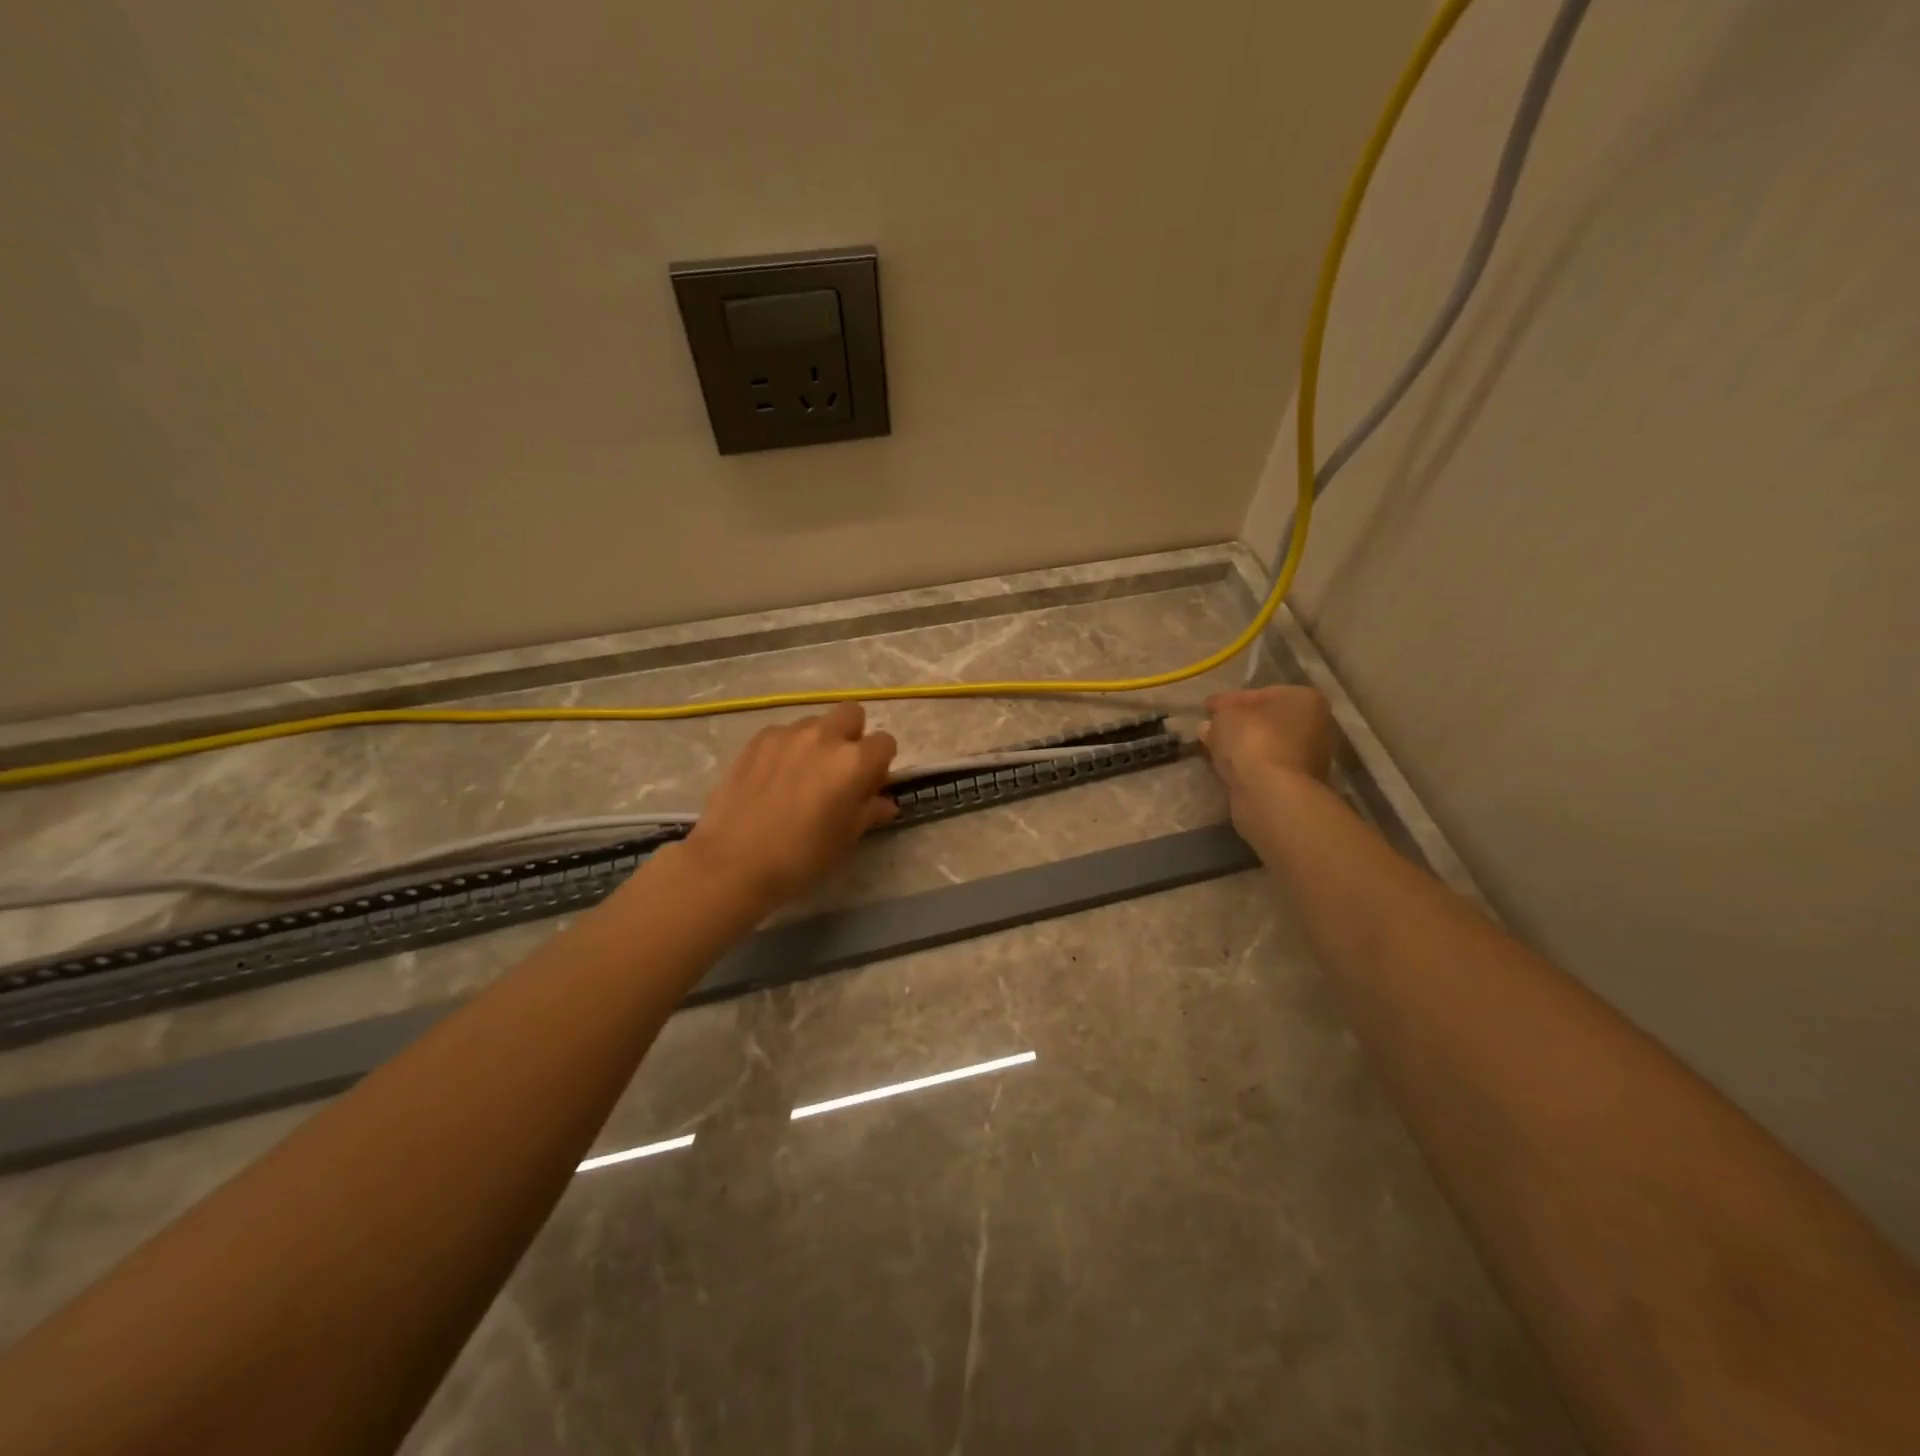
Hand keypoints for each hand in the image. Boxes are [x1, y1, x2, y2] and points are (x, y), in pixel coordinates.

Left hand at [685, 703, 897, 911]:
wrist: (734, 862)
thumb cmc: (802, 856)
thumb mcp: (846, 838)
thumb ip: (869, 811)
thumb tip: (884, 803)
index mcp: (855, 761)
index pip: (885, 743)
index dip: (880, 764)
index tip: (867, 786)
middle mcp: (825, 737)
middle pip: (851, 714)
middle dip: (852, 735)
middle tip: (838, 771)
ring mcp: (788, 734)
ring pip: (815, 724)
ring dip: (818, 742)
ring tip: (801, 776)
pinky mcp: (758, 739)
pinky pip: (783, 734)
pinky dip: (787, 749)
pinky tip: (773, 779)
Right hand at [1198, 686, 1336, 839]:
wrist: (1272, 793)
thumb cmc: (1253, 740)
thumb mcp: (1225, 716)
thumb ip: (1217, 716)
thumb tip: (1209, 726)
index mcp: (1304, 698)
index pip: (1258, 694)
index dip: (1228, 700)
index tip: (1207, 708)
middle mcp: (1315, 724)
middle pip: (1266, 720)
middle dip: (1239, 724)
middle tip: (1211, 728)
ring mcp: (1310, 757)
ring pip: (1266, 745)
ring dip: (1243, 746)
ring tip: (1214, 750)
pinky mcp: (1298, 782)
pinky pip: (1266, 766)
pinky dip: (1249, 765)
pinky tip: (1228, 767)